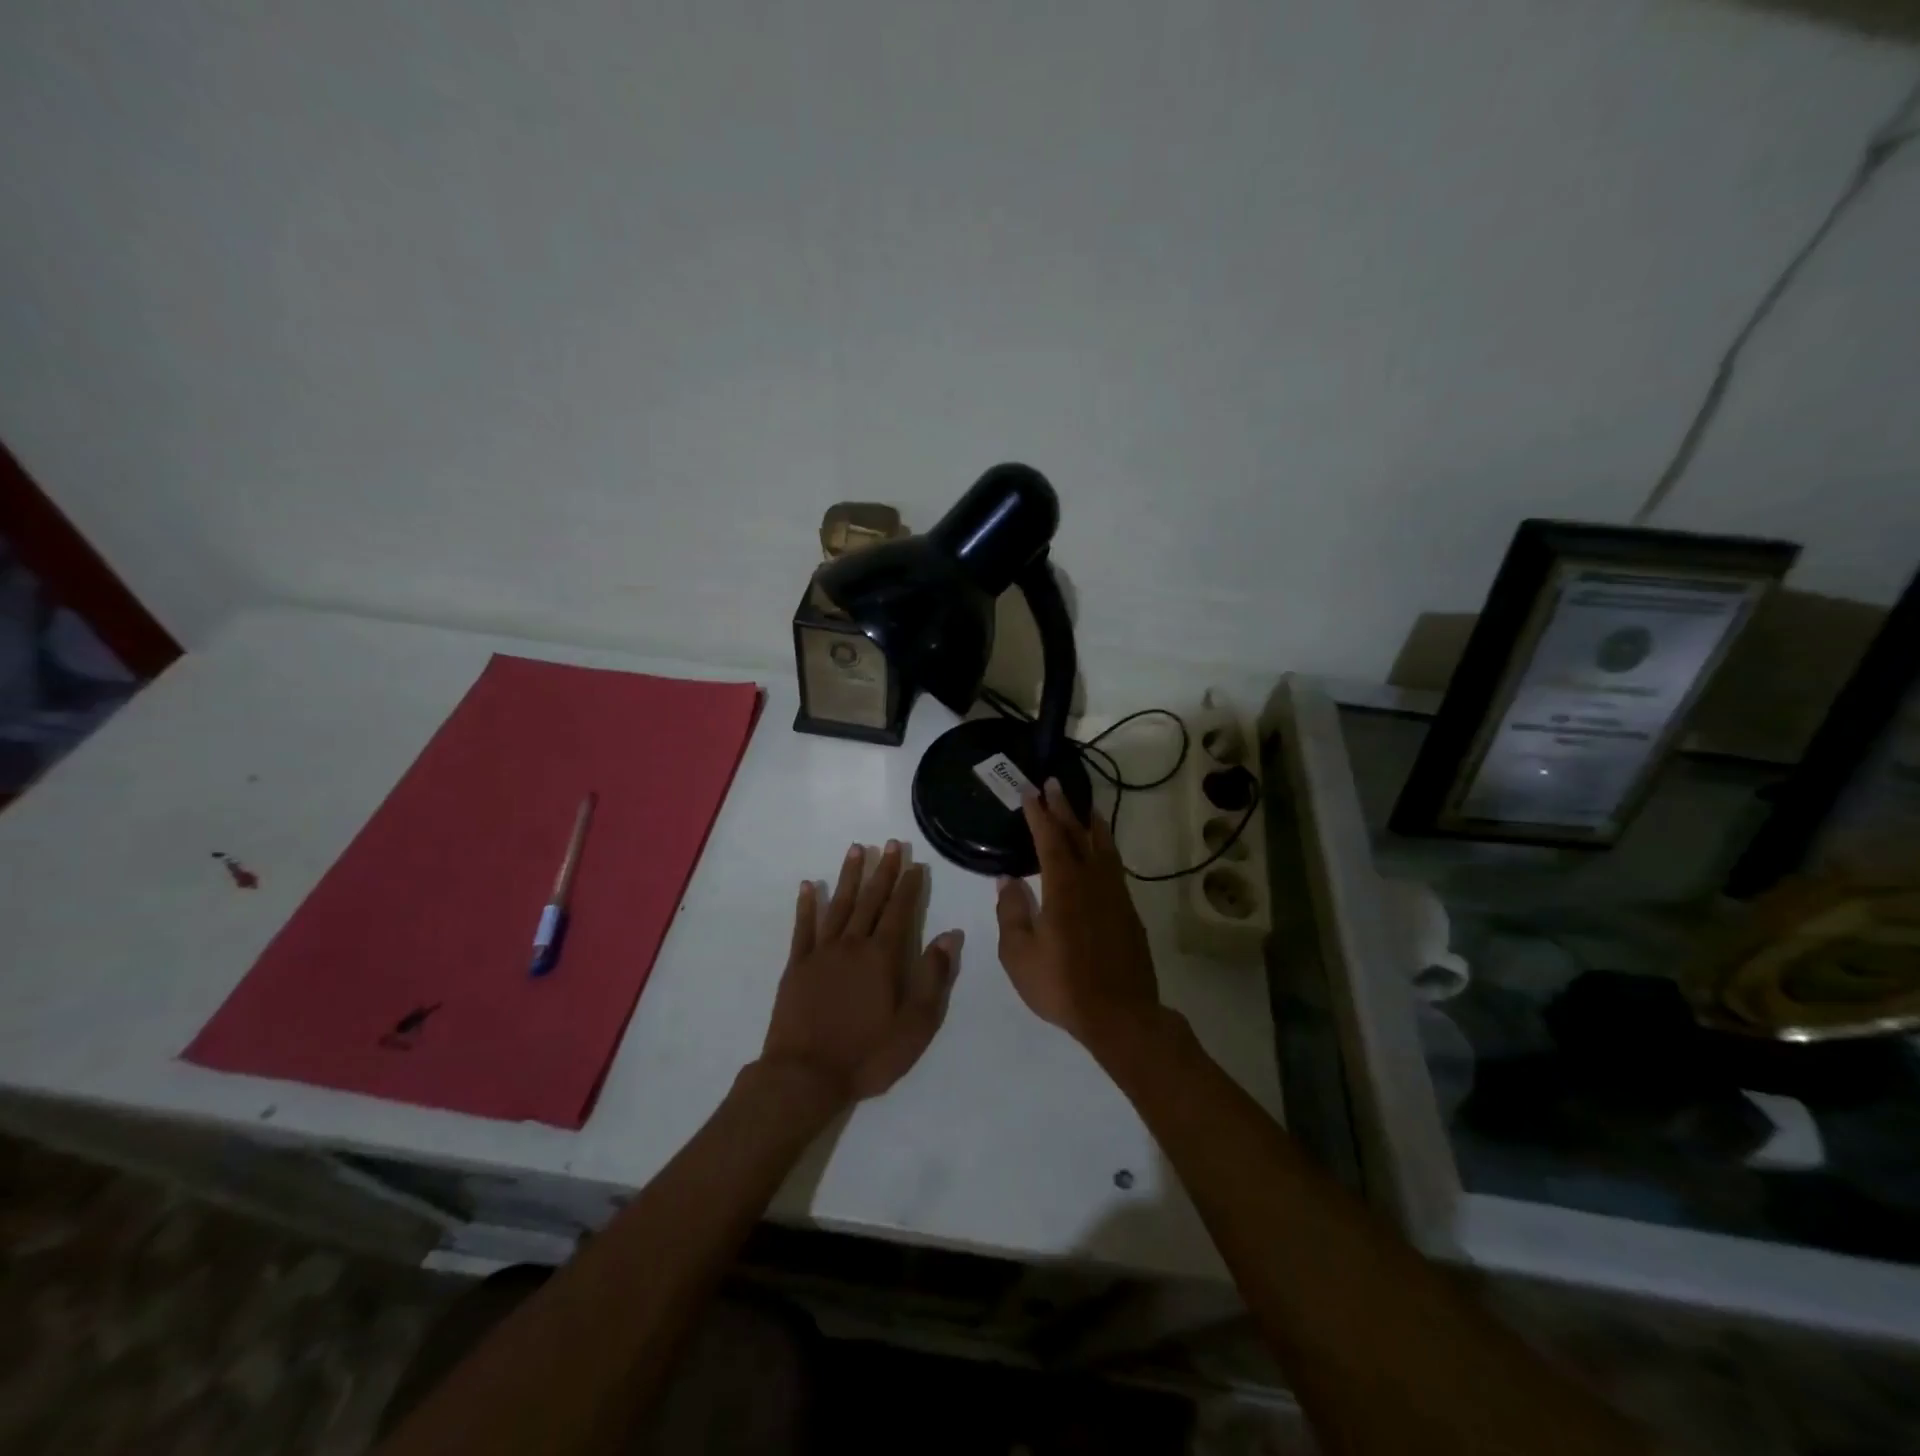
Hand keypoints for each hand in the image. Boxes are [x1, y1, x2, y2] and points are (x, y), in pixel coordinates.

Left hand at [760, 841, 961, 1105]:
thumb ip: (933, 977)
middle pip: (870, 899)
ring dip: (849, 876)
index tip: (915, 863)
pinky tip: (809, 885)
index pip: (900, 911)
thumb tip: (950, 936)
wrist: (804, 1076)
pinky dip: (807, 905)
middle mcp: (852, 945)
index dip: (908, 886)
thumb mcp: (914, 1025)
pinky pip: (803, 927)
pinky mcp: (796, 966)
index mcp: (882, 957)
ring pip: (838, 905)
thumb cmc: (867, 1055)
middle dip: (882, 871)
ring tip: (856, 849)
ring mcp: (821, 952)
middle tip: (890, 844)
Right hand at [995, 779, 1160, 1054]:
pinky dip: (1104, 847)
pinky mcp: (1128, 910)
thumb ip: (1012, 912)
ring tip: (1083, 805)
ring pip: (1103, 846)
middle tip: (1053, 783)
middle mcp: (1092, 880)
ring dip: (1089, 822)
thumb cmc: (1062, 985)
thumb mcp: (1019, 954)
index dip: (1038, 813)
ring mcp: (1115, 894)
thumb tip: (1007, 879)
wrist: (1121, 1014)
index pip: (1049, 838)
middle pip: (1078, 833)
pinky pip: (1114, 865)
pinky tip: (1100, 851)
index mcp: (1064, 887)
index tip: (1029, 791)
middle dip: (1063, 807)